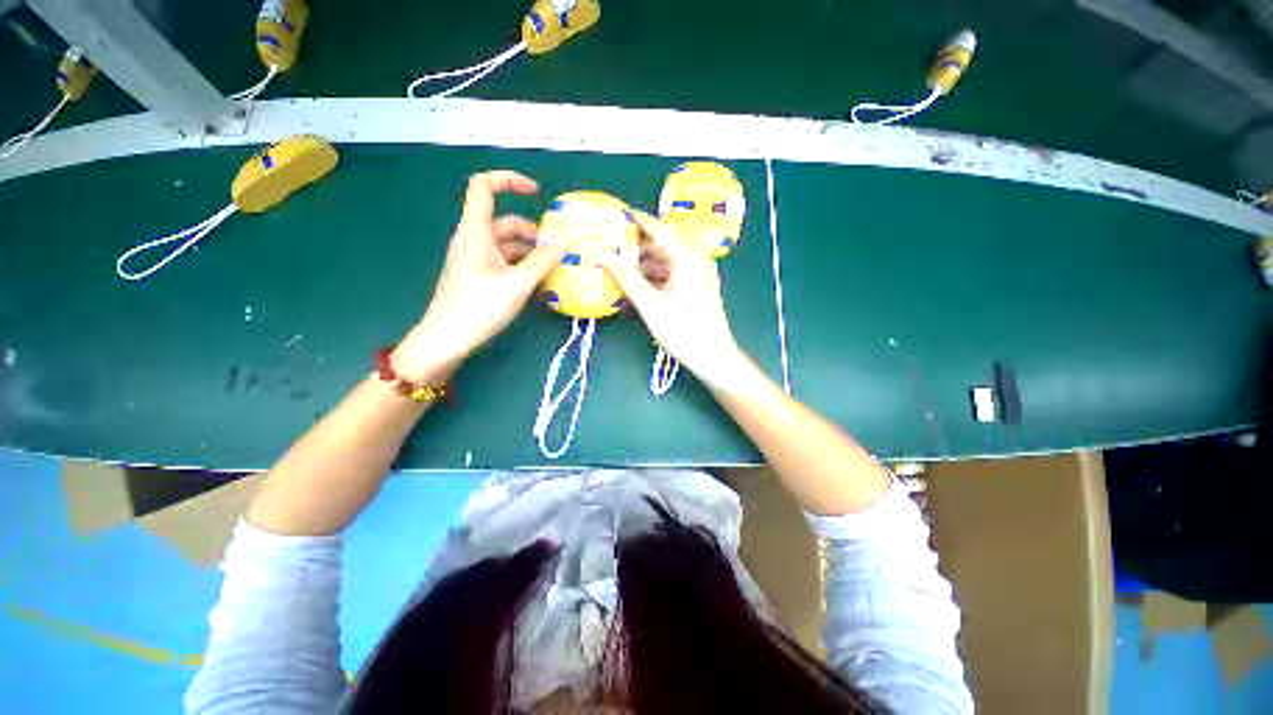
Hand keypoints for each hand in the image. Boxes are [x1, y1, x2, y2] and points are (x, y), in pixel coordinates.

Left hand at [392, 170, 566, 381]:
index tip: (537, 193)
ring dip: (531, 253)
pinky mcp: (479, 277)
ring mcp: (476, 260)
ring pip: (507, 245)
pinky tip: (538, 283)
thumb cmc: (479, 306)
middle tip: (557, 252)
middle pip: (505, 222)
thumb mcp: (518, 283)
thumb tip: (565, 242)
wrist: (446, 340)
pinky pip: (505, 263)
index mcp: (476, 231)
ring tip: (553, 271)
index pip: (484, 186)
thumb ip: (543, 260)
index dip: (509, 180)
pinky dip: (523, 267)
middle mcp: (474, 240)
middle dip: (533, 233)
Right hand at [598, 212, 751, 389]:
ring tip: (617, 266)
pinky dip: (654, 277)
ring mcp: (698, 274)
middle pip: (662, 245)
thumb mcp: (650, 304)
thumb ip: (626, 278)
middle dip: (636, 246)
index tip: (617, 214)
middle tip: (611, 245)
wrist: (713, 356)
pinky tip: (636, 284)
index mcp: (687, 256)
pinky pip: (672, 274)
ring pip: (666, 261)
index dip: (638, 221)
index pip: (659, 229)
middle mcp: (695, 259)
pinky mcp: (697, 287)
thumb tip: (603, 257)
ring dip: (644, 264)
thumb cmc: (682, 329)